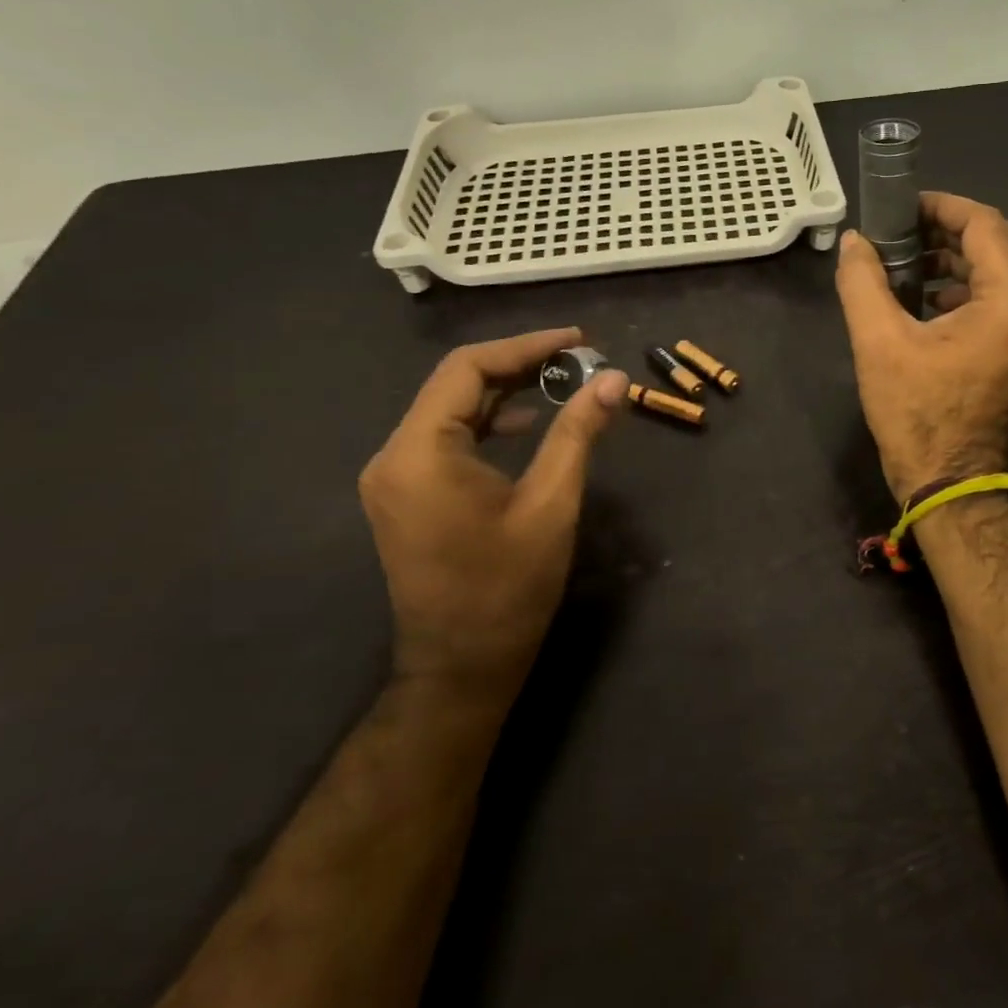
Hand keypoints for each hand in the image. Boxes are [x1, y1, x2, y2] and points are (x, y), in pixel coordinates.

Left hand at [359, 328, 627, 706]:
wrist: (462, 667)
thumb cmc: (508, 588)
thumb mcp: (552, 504)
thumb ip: (578, 432)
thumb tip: (612, 379)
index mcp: (420, 452)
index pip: (468, 368)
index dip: (526, 346)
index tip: (578, 340)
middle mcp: (394, 456)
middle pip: (457, 384)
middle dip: (520, 365)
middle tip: (578, 359)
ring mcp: (395, 477)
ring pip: (453, 410)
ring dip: (507, 392)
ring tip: (562, 382)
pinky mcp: (407, 495)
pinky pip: (447, 438)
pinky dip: (490, 423)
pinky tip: (529, 425)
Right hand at [836, 193, 1007, 499]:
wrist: (948, 482)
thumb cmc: (916, 413)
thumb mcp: (878, 342)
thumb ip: (862, 282)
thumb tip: (853, 242)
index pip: (985, 226)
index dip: (943, 206)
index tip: (901, 207)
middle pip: (997, 244)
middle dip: (947, 229)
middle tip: (899, 230)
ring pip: (998, 271)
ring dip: (953, 257)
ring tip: (905, 262)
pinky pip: (996, 299)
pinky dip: (961, 286)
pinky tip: (922, 298)